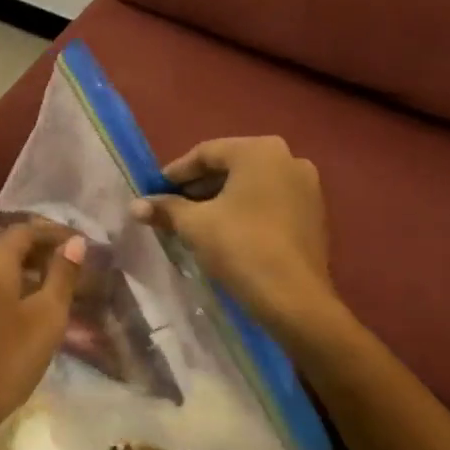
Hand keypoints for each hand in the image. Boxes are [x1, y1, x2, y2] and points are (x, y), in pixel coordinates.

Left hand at [0, 223, 86, 449]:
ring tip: (51, 295)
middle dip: (40, 254)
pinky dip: (3, 292)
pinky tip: (19, 316)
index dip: (56, 234)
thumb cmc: (2, 362)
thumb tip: (75, 242)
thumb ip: (62, 276)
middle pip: (6, 247)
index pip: (26, 229)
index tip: (82, 246)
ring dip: (22, 275)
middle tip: (72, 272)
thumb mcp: (46, 319)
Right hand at [130, 136, 336, 337]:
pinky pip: (270, 201)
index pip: (206, 153)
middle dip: (198, 187)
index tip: (154, 191)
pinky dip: (245, 210)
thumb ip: (165, 208)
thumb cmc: (240, 248)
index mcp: (259, 151)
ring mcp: (306, 186)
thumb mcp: (195, 225)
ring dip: (220, 199)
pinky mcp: (314, 213)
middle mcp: (288, 158)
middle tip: (171, 207)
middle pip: (230, 166)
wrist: (294, 299)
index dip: (175, 173)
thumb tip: (135, 205)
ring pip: (251, 185)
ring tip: (194, 222)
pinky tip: (225, 232)